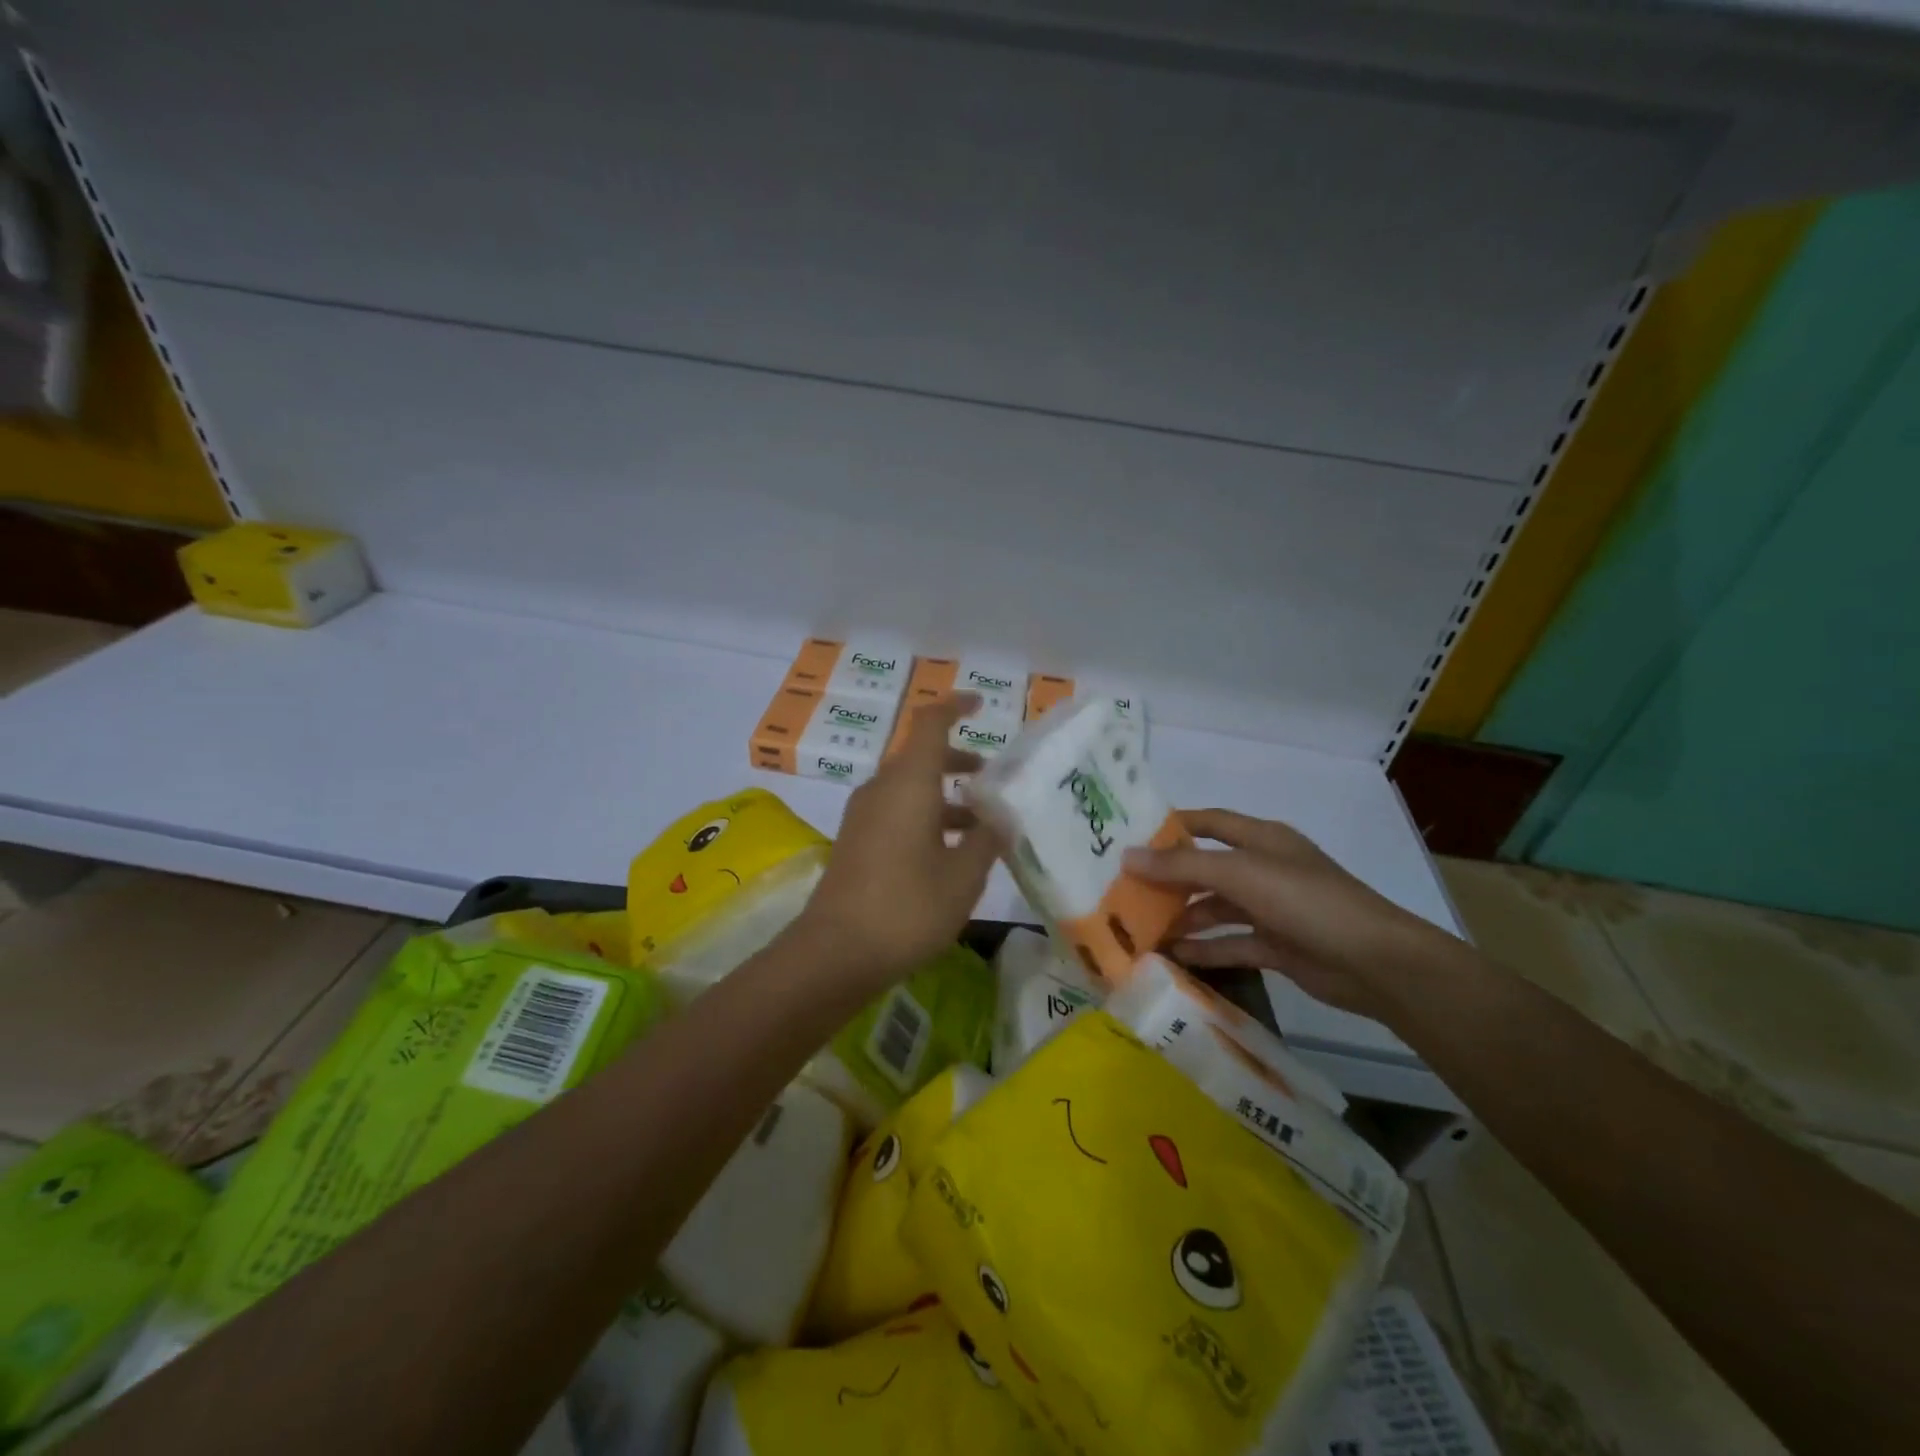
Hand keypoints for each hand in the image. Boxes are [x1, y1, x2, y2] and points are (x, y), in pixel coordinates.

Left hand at [794, 695, 998, 989]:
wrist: (836, 952)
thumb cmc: (907, 906)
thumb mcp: (963, 875)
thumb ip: (986, 839)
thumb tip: (1000, 817)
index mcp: (908, 783)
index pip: (929, 723)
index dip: (954, 706)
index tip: (979, 704)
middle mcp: (881, 790)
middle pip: (920, 757)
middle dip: (958, 762)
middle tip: (991, 779)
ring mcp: (863, 816)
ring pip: (908, 788)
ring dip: (943, 795)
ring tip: (980, 824)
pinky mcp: (856, 842)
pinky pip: (895, 812)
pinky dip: (925, 816)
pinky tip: (948, 852)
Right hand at [1124, 809, 1456, 1018]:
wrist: (1375, 963)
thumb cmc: (1306, 901)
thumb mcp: (1241, 874)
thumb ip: (1183, 866)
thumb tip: (1127, 857)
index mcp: (1261, 839)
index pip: (1209, 822)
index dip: (1173, 826)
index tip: (1131, 836)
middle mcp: (1264, 869)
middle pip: (1207, 868)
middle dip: (1169, 878)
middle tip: (1124, 888)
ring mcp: (1271, 909)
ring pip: (1216, 908)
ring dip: (1183, 916)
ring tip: (1140, 928)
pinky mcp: (1276, 945)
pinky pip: (1231, 942)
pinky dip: (1204, 948)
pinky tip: (1173, 956)